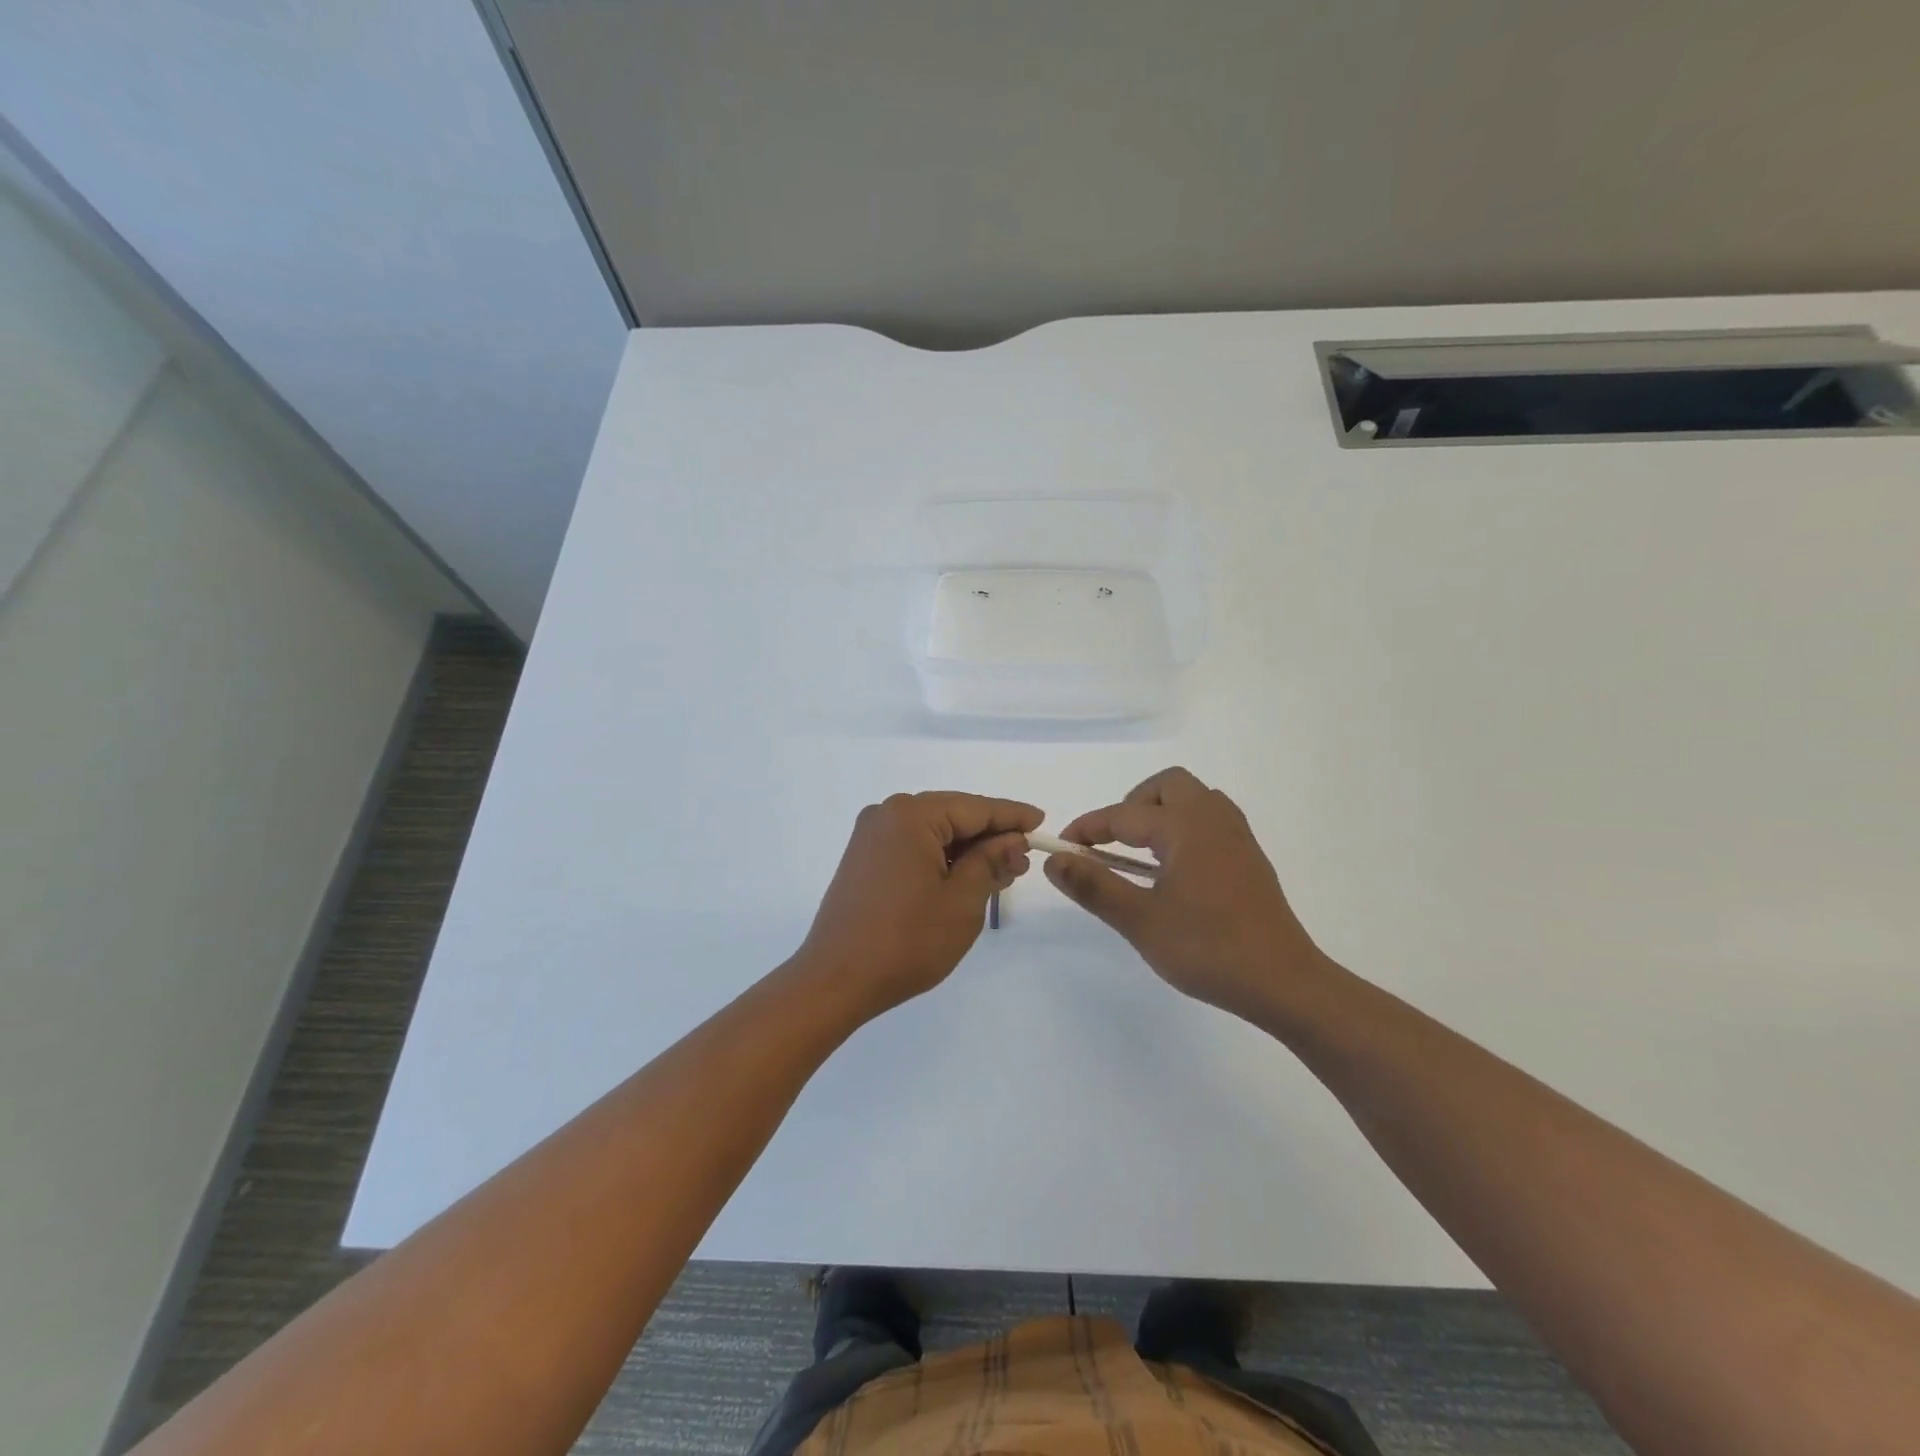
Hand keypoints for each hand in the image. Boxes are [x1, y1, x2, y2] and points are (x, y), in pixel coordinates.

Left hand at [799, 791, 1042, 1015]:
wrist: (836, 980)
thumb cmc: (906, 941)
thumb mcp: (962, 901)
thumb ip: (990, 862)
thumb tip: (1012, 840)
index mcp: (911, 815)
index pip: (975, 808)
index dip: (1012, 816)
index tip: (1041, 822)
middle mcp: (887, 815)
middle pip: (953, 815)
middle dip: (990, 836)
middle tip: (1024, 858)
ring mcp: (871, 837)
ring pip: (933, 832)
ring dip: (967, 850)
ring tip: (1002, 872)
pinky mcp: (864, 860)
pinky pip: (913, 846)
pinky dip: (941, 859)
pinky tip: (964, 877)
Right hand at [1045, 767, 1325, 1020]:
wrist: (1283, 982)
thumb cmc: (1207, 948)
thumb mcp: (1140, 921)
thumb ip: (1094, 886)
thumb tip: (1054, 860)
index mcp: (1185, 827)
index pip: (1123, 815)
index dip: (1087, 828)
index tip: (1062, 848)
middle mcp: (1213, 819)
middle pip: (1167, 786)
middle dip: (1132, 805)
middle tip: (1112, 843)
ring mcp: (1237, 837)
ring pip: (1193, 799)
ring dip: (1161, 813)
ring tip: (1141, 854)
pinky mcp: (1249, 858)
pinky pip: (1210, 820)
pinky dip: (1184, 828)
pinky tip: (1175, 869)